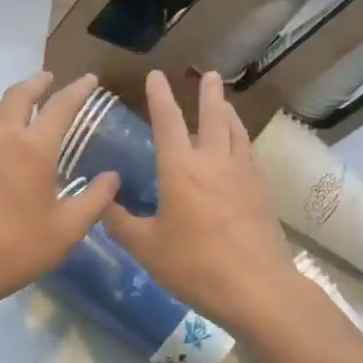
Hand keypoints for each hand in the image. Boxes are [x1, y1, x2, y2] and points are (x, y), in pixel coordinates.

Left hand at [0, 72, 119, 313]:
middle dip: (38, 83)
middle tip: (51, 80)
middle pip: (20, 94)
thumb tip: (112, 178)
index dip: (78, 90)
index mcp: (33, 147)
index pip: (61, 106)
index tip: (90, 79)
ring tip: (28, 104)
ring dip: (15, 99)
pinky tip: (0, 138)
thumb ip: (94, 201)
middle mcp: (2, 135)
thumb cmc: (13, 248)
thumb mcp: (65, 231)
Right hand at [103, 70, 298, 335]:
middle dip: (208, 93)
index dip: (160, 97)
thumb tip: (102, 203)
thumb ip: (121, 224)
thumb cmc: (195, 265)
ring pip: (236, 132)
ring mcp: (242, 175)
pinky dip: (242, 140)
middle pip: (213, 117)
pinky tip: (241, 147)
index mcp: (180, 169)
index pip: (168, 122)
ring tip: (225, 102)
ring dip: (228, 112)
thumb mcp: (147, 248)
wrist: (256, 288)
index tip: (156, 76)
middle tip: (209, 74)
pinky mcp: (261, 192)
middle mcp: (213, 162)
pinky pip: (249, 154)